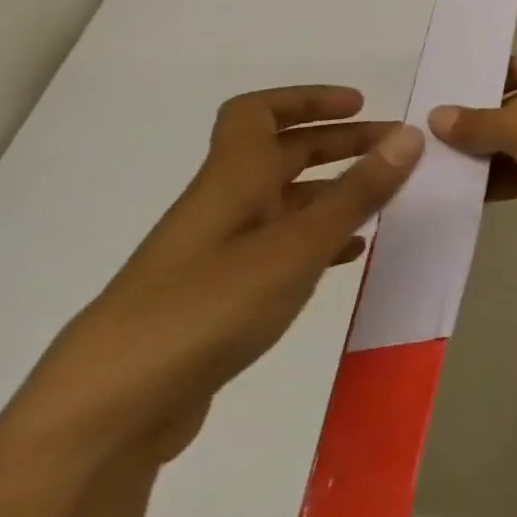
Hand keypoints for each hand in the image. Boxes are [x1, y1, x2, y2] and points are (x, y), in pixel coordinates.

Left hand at [0, 87, 421, 474]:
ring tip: (387, 202)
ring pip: (284, 203)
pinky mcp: (218, 298)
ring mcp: (217, 255)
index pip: (257, 114)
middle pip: (281, 155)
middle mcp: (222, 208)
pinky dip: (321, 240)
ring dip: (336, 192)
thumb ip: (358, 191)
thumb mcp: (296, 246)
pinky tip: (351, 256)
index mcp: (231, 182)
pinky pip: (280, 248)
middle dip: (340, 144)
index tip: (361, 106)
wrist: (104, 417)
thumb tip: (412, 134)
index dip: (307, 99)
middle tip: (397, 151)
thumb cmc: (205, 310)